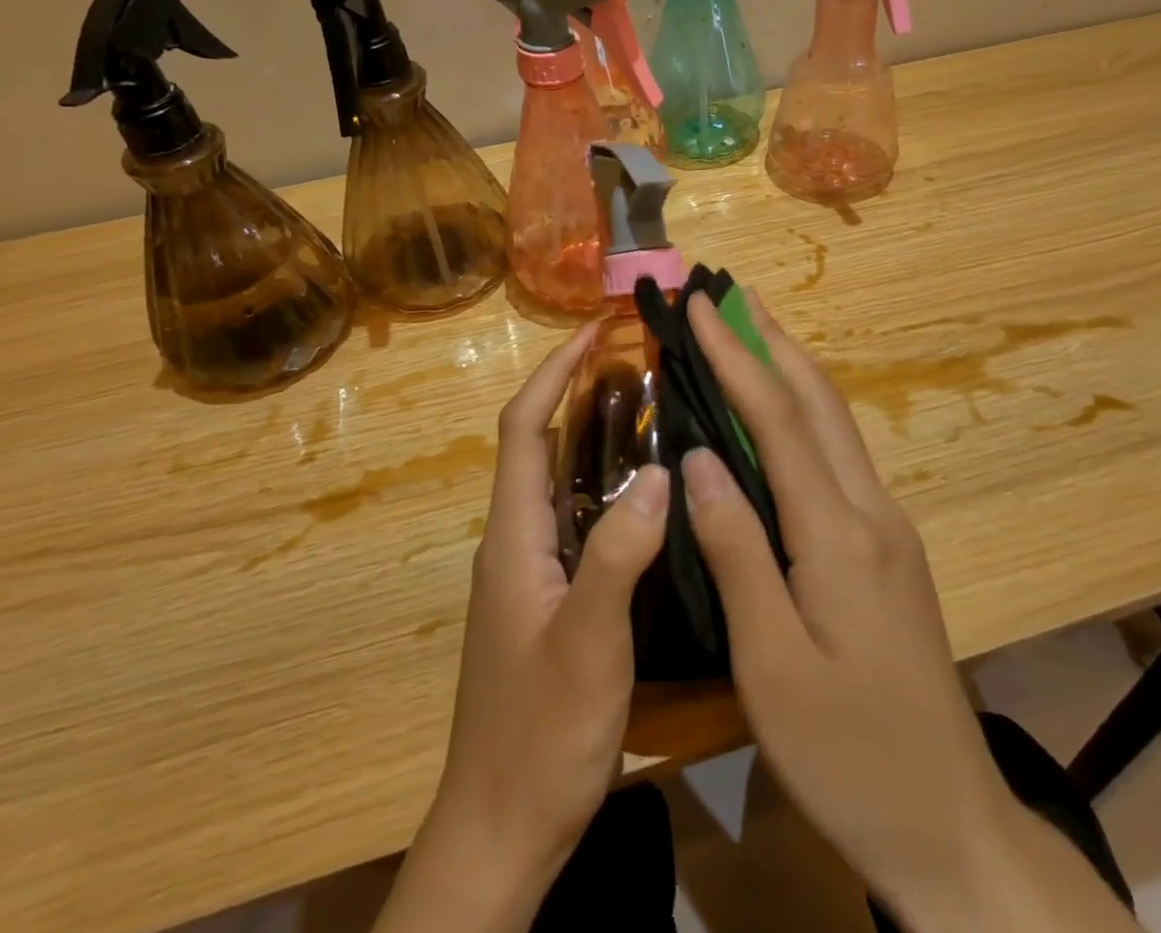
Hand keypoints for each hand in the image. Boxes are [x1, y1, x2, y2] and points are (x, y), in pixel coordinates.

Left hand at [374, 323, 669, 932]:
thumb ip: (620, 554)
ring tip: (649, 408)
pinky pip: (575, 519)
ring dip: (593, 436)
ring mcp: (530, 571)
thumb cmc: (541, 734)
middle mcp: (515, 541)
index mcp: (513, 536)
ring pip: (559, 481)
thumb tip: (659, 470)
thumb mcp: (590, 642)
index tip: (594, 330)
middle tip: (635, 360)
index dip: (554, 372)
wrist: (501, 830)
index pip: (523, 428)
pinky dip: (604, 486)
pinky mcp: (548, 598)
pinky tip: (647, 494)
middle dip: (576, 391)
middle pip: (538, 444)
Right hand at [681, 292, 1133, 931]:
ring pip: (835, 424)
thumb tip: (698, 458)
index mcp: (839, 534)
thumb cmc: (848, 754)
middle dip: (771, 340)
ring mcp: (887, 528)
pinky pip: (838, 457)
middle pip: (819, 402)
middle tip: (730, 294)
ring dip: (791, 369)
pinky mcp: (889, 550)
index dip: (736, 356)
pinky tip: (779, 417)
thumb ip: (736, 551)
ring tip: (750, 331)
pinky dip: (802, 413)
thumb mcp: (772, 664)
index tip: (700, 306)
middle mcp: (870, 512)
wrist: (950, 826)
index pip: (778, 419)